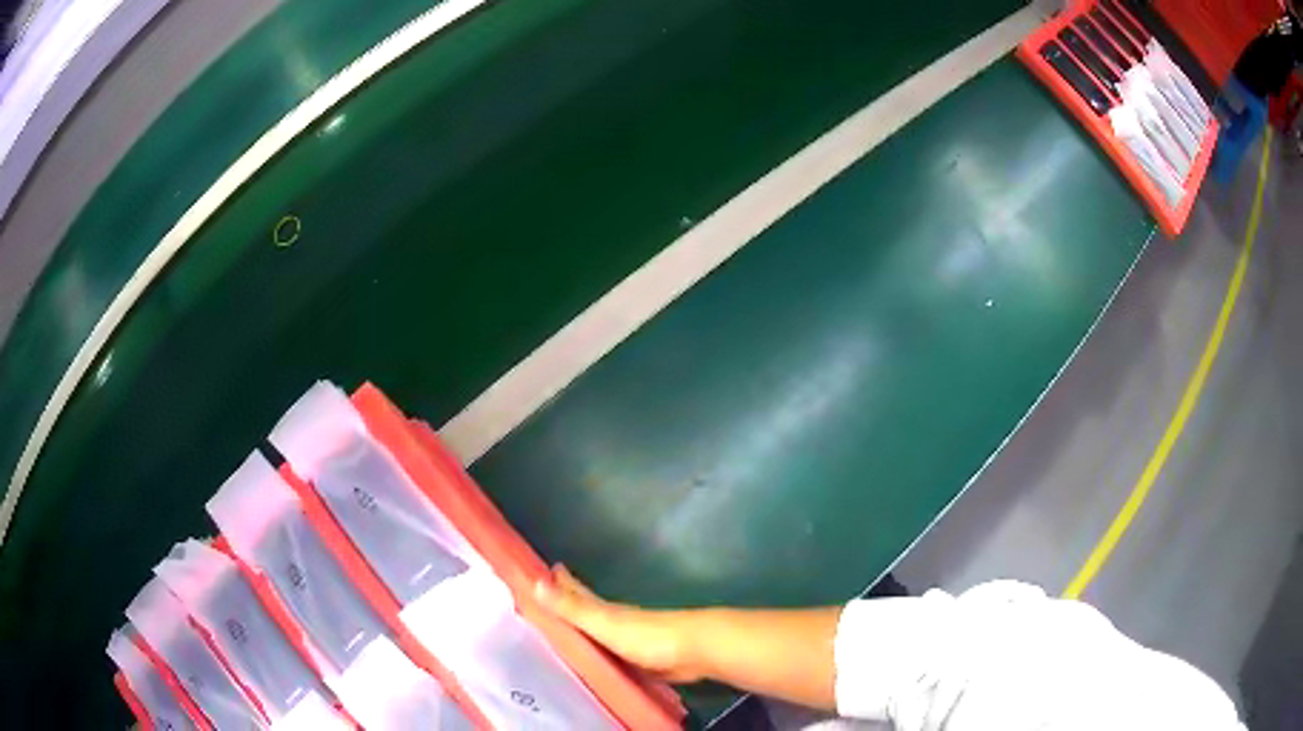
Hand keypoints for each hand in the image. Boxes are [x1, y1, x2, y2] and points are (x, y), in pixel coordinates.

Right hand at [533, 565, 704, 682]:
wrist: (694, 650)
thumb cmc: (647, 635)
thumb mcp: (604, 622)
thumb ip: (573, 608)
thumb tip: (535, 582)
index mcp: (605, 610)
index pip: (576, 592)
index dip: (561, 582)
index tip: (542, 570)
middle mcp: (617, 621)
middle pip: (589, 609)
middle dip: (570, 601)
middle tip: (549, 596)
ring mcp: (631, 640)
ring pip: (601, 631)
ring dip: (585, 628)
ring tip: (567, 631)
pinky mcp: (643, 659)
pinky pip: (614, 653)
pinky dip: (602, 651)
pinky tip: (598, 659)